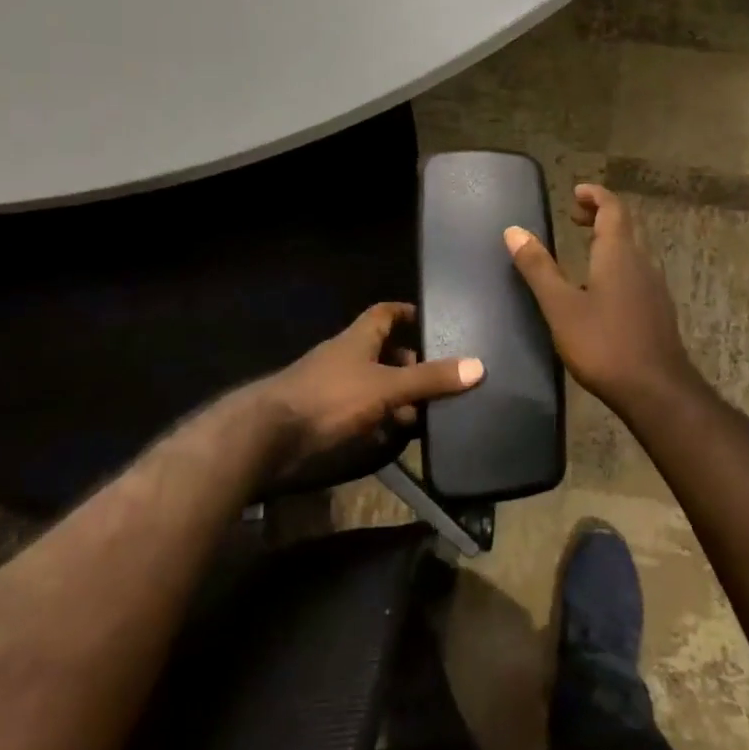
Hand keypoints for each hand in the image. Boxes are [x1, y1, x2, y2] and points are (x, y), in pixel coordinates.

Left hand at [256, 302, 482, 464]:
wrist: (269, 434)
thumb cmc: (331, 397)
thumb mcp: (386, 386)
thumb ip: (429, 379)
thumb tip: (478, 366)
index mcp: (358, 338)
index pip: (385, 313)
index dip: (408, 313)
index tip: (434, 322)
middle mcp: (345, 356)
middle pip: (382, 351)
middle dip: (409, 364)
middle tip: (439, 380)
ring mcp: (332, 386)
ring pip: (372, 384)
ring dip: (395, 396)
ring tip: (424, 414)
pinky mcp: (324, 415)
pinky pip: (359, 410)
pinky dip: (378, 419)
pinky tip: (393, 437)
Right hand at [505, 183, 699, 413]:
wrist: (656, 390)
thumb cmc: (604, 344)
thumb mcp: (560, 306)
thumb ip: (538, 267)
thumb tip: (514, 230)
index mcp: (618, 254)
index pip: (612, 208)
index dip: (595, 195)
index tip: (576, 191)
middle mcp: (641, 262)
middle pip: (625, 226)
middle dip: (601, 215)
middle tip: (575, 216)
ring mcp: (654, 287)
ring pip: (633, 250)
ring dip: (610, 240)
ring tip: (584, 247)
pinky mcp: (657, 310)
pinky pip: (637, 272)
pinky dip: (617, 263)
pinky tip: (601, 288)